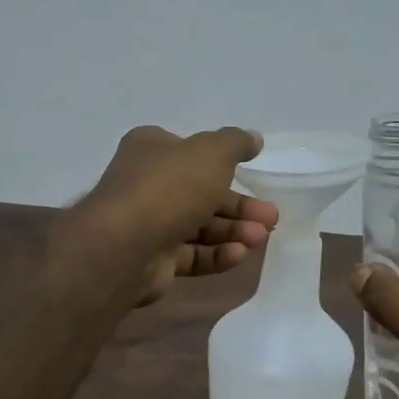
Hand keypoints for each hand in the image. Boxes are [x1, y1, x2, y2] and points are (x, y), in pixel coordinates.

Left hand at [74, 126, 279, 304]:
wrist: (126, 245)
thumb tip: (253, 139)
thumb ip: (235, 143)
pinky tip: (239, 255)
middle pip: (201, 193)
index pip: (191, 152)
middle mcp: (147, 184)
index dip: (222, 162)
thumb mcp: (211, 152)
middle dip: (239, 206)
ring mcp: (148, 224)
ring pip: (199, 226)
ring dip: (233, 231)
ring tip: (260, 237)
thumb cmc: (170, 187)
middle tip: (271, 217)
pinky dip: (216, 255)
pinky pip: (191, 255)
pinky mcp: (153, 260)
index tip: (253, 171)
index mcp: (152, 150)